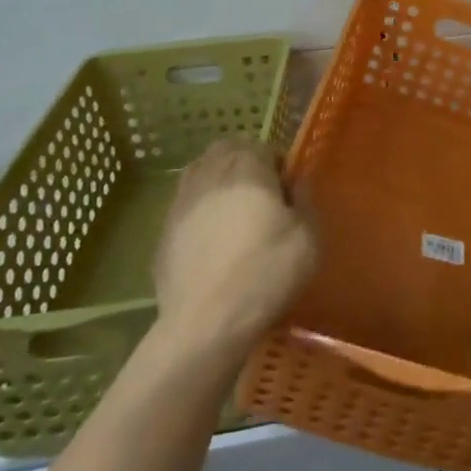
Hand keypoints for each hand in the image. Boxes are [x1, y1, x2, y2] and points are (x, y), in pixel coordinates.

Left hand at [151, 137, 316, 361]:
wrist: (206, 324)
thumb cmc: (265, 273)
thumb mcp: (308, 237)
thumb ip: (304, 201)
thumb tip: (295, 185)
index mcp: (246, 167)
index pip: (263, 146)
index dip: (278, 166)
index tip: (287, 193)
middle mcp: (209, 174)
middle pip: (226, 152)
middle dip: (244, 165)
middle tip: (261, 196)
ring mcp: (180, 202)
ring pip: (200, 175)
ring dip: (218, 185)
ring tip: (234, 215)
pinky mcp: (163, 232)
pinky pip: (185, 208)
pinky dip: (199, 214)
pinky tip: (211, 243)